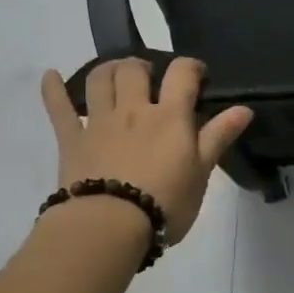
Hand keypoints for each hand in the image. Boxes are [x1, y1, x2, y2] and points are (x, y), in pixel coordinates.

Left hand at [39, 58, 253, 242]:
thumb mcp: (201, 173)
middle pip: (134, 69)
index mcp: (169, 116)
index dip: (191, 67)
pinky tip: (50, 75)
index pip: (182, 74)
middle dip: (143, 65)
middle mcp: (134, 109)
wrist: (108, 227)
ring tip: (115, 75)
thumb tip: (244, 108)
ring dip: (108, 69)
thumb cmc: (164, 202)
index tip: (197, 75)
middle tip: (150, 77)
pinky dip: (53, 89)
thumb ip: (219, 136)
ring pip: (99, 79)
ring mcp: (99, 122)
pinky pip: (58, 108)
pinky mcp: (71, 140)